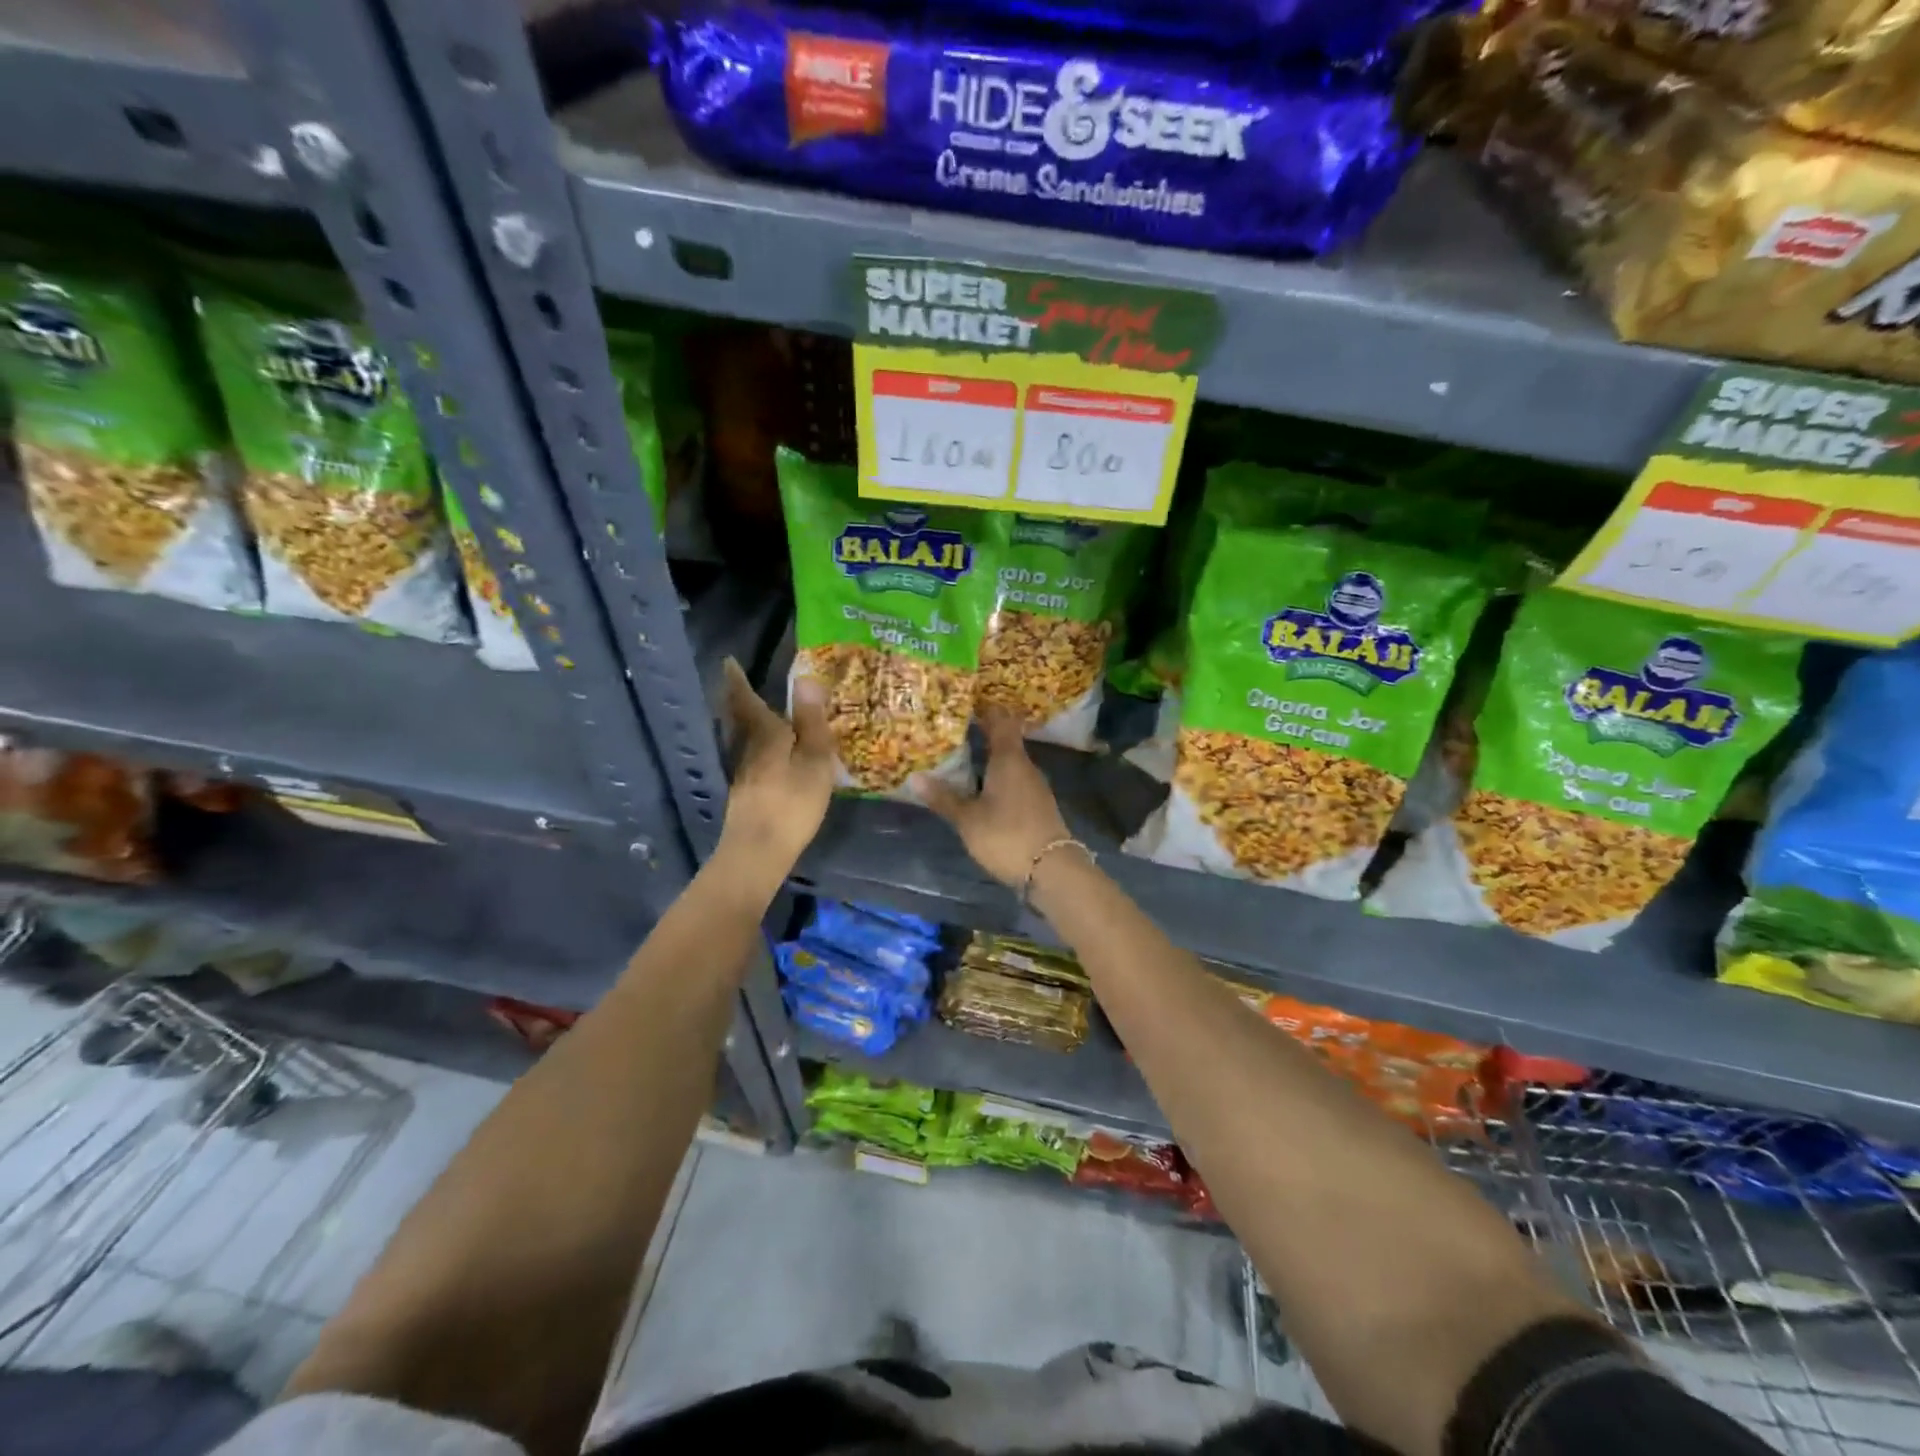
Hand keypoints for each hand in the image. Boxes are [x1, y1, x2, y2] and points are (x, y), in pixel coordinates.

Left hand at [717, 657, 834, 884]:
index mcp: (764, 734)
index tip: (728, 662)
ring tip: (756, 712)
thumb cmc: (792, 802)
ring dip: (745, 721)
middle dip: (738, 699)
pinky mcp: (746, 794)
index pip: (746, 700)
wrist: (758, 851)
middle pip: (739, 718)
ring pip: (743, 738)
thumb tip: (806, 679)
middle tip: (738, 683)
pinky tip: (767, 753)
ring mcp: (744, 773)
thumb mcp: (814, 760)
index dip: (737, 681)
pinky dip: (755, 744)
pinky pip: (751, 756)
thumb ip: (811, 722)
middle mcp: (747, 748)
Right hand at [913, 712, 1070, 885]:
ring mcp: (1035, 786)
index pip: (1000, 722)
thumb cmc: (1006, 836)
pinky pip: (1014, 781)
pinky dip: (997, 779)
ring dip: (989, 760)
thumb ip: (943, 798)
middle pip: (1005, 741)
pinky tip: (981, 790)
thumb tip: (915, 777)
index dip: (985, 709)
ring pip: (1010, 764)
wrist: (1052, 869)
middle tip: (952, 732)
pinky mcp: (1038, 805)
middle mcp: (1025, 766)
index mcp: (1009, 759)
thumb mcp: (968, 819)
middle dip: (981, 736)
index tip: (965, 702)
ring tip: (961, 761)